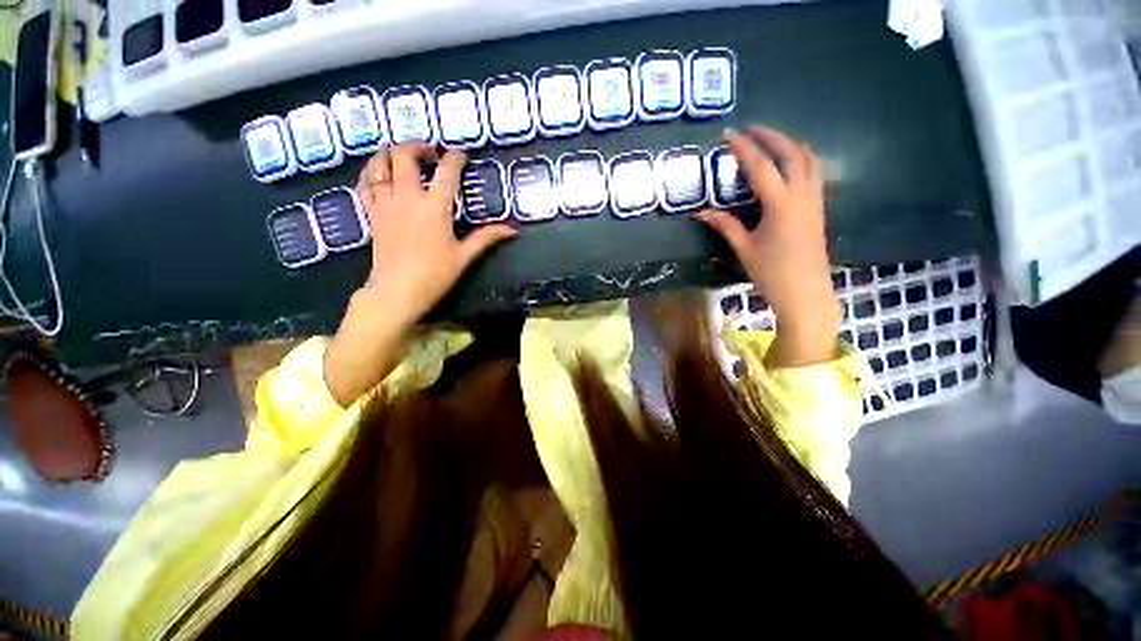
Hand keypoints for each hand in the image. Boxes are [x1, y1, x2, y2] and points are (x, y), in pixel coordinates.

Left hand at [356, 143, 516, 325]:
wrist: (398, 292)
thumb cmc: (434, 275)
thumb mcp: (464, 256)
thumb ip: (486, 238)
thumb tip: (512, 229)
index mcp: (434, 208)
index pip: (446, 172)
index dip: (455, 158)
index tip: (461, 154)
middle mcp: (407, 198)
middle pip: (405, 156)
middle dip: (418, 146)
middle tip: (431, 152)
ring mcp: (385, 204)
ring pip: (379, 164)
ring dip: (390, 153)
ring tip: (403, 156)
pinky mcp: (372, 214)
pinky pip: (364, 184)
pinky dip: (370, 173)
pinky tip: (379, 174)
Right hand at [697, 126, 841, 366]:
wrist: (805, 291)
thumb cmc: (771, 272)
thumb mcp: (744, 247)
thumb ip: (724, 225)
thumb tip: (700, 213)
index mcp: (780, 203)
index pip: (760, 166)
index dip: (743, 147)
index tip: (728, 133)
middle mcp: (802, 194)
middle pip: (791, 152)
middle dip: (771, 136)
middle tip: (752, 128)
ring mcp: (815, 199)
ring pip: (809, 159)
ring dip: (790, 143)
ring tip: (772, 139)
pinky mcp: (819, 207)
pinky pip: (814, 172)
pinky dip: (801, 158)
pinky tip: (789, 163)